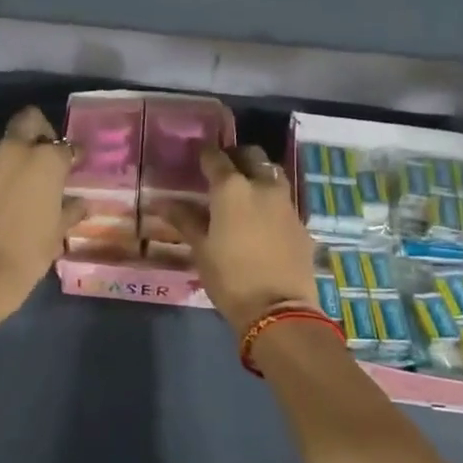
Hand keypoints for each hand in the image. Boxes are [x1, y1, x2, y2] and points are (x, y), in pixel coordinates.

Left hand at [0, 105, 83, 322]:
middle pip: (28, 120)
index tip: (73, 165)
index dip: (72, 155)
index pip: (66, 146)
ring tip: (10, 181)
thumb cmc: (28, 254)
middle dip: (38, 130)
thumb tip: (81, 204)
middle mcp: (14, 150)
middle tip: (40, 154)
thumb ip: (70, 211)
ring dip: (8, 156)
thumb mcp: (57, 233)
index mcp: (46, 161)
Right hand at [173, 145, 319, 336]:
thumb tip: (162, 203)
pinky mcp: (301, 223)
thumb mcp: (201, 249)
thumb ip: (184, 220)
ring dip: (258, 174)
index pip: (215, 157)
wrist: (279, 309)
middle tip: (222, 169)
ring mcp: (286, 203)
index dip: (204, 154)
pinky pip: (284, 200)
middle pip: (251, 156)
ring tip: (244, 189)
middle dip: (236, 157)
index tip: (196, 156)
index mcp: (232, 189)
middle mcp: (262, 186)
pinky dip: (271, 199)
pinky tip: (262, 217)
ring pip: (272, 174)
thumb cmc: (230, 277)